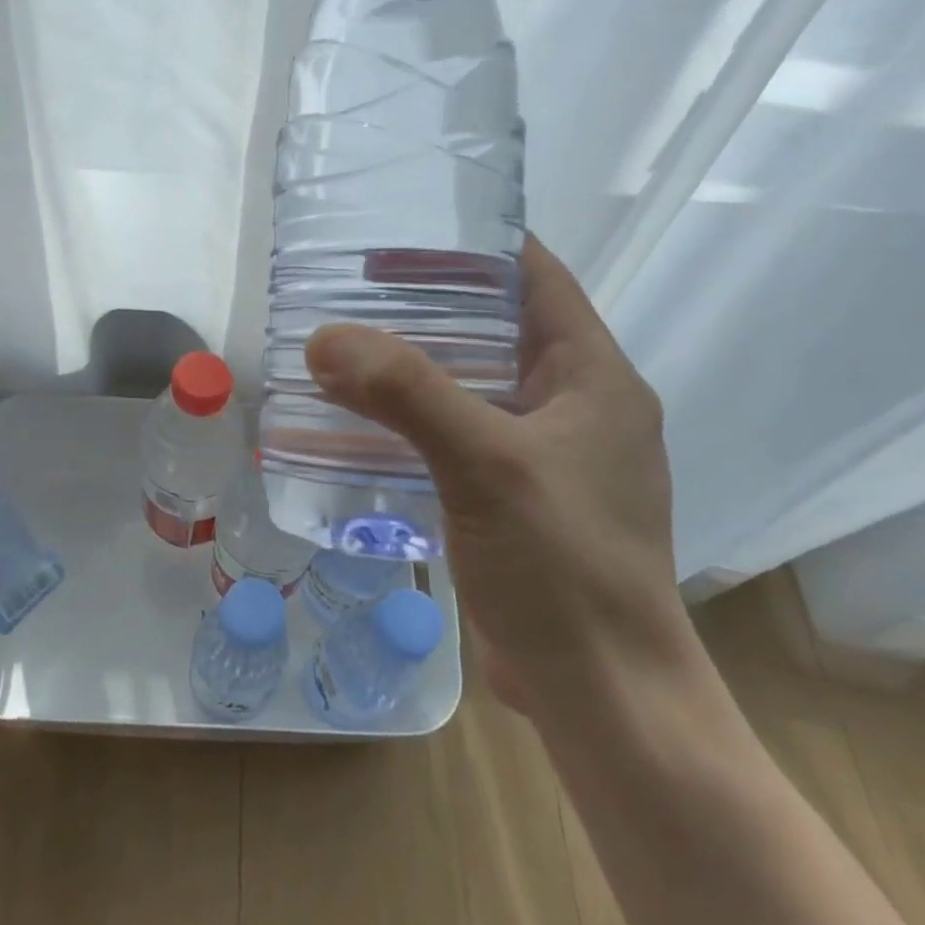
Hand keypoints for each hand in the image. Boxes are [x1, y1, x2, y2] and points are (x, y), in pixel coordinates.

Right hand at [305, 236, 679, 711]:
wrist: (599, 691)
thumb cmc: (563, 564)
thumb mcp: (486, 464)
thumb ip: (407, 394)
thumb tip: (324, 339)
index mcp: (594, 377)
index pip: (537, 279)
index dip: (476, 247)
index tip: (404, 232)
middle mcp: (577, 407)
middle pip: (498, 329)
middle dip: (430, 306)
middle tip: (355, 291)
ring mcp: (547, 455)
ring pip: (474, 386)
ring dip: (416, 367)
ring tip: (346, 349)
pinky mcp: (518, 497)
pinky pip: (461, 436)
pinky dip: (416, 421)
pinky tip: (362, 423)